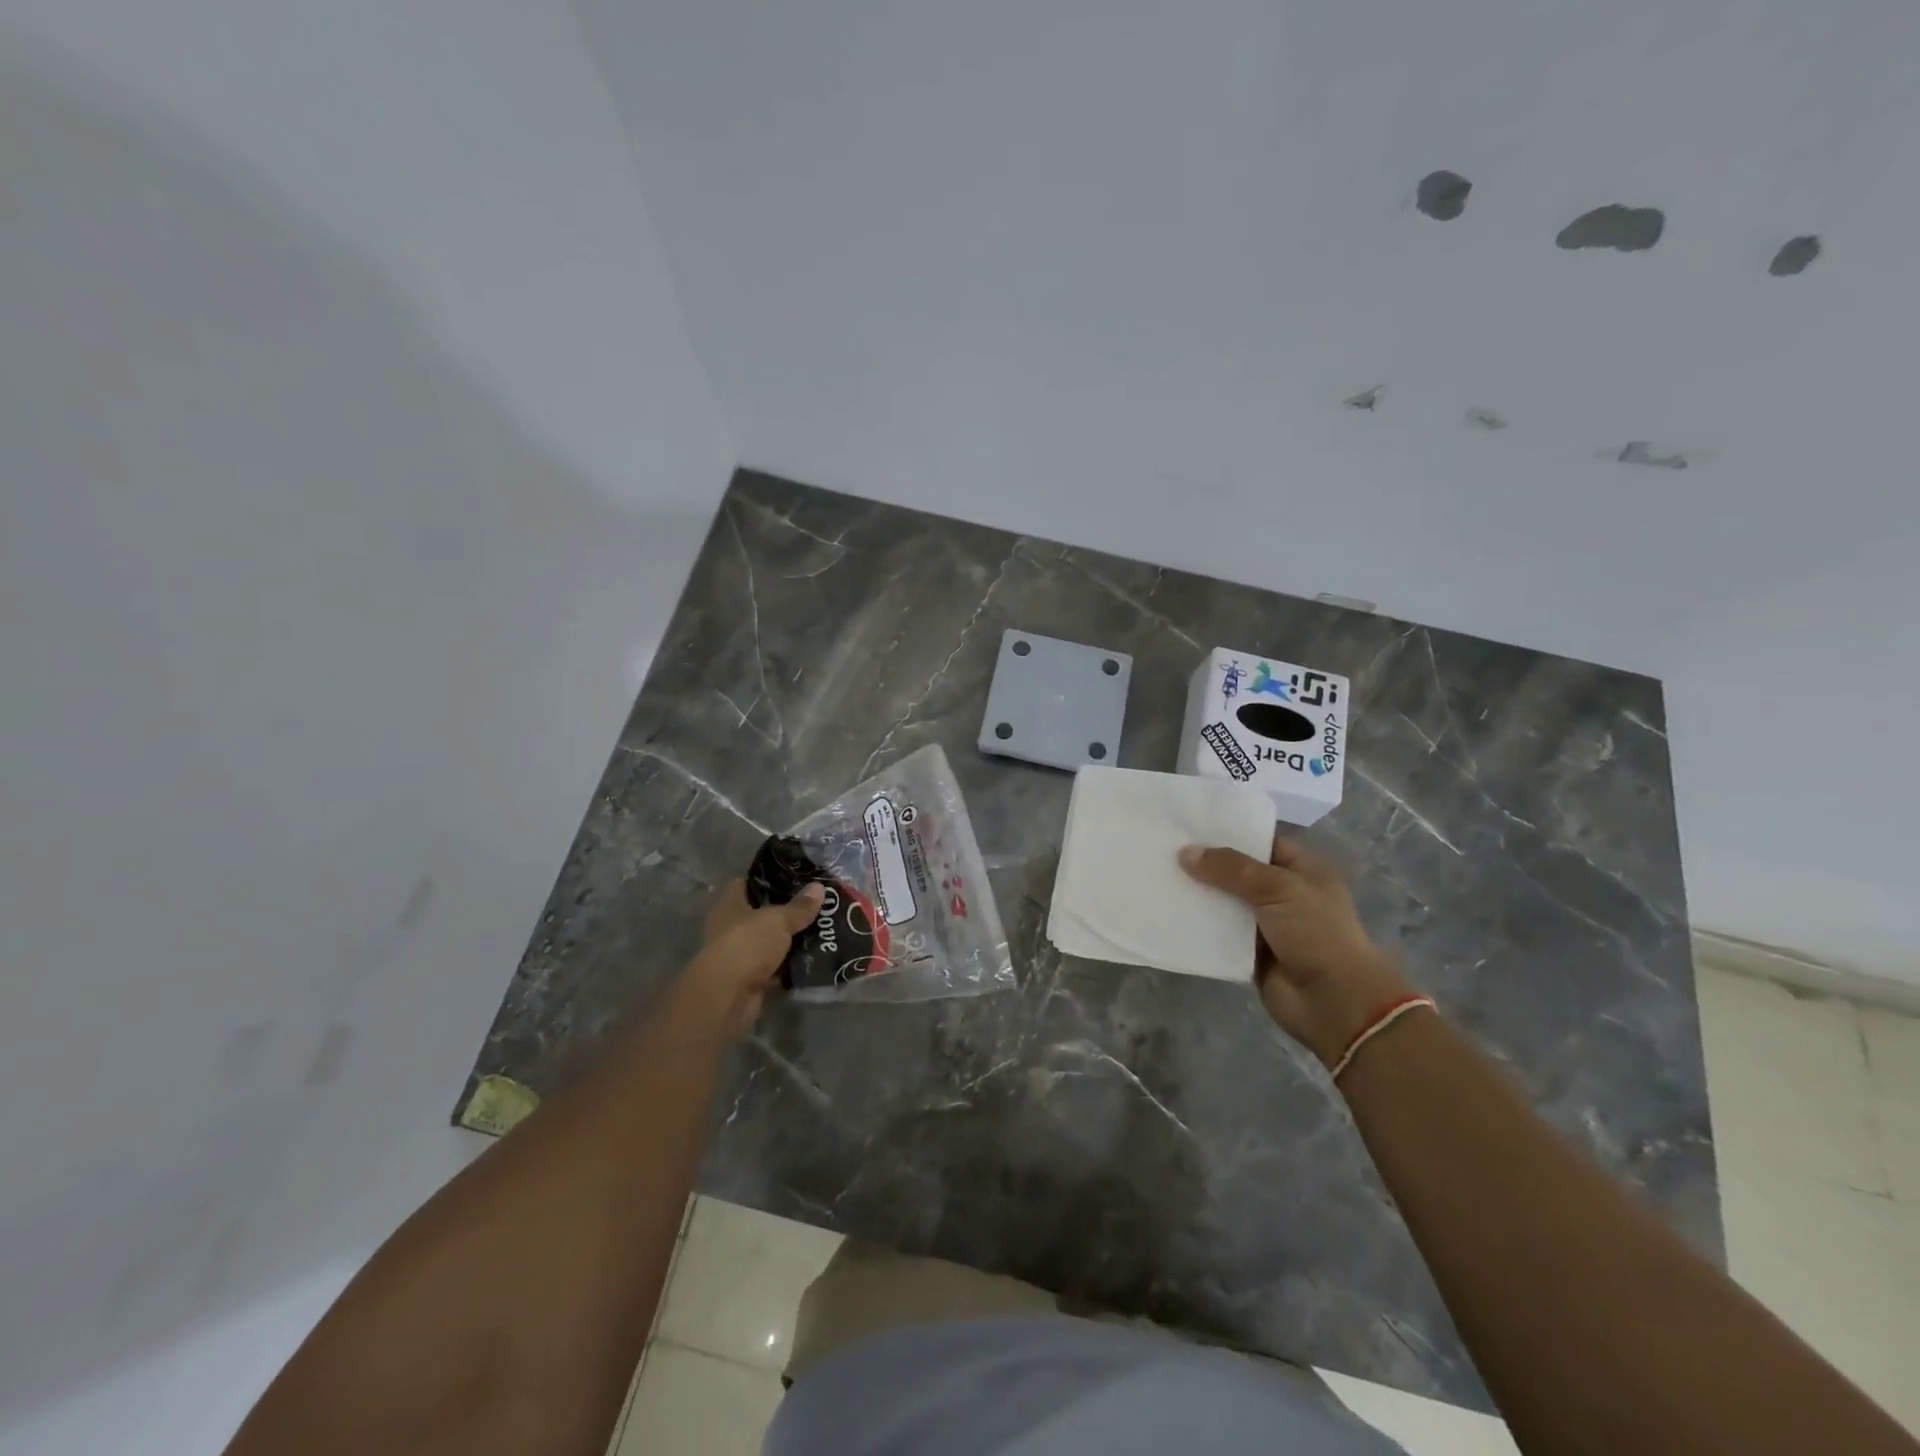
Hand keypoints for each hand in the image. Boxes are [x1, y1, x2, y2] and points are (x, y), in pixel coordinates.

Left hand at [672, 879, 824, 1039]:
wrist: (728, 997)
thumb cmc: (747, 944)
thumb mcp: (778, 920)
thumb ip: (799, 906)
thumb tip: (819, 886)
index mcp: (730, 905)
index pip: (746, 884)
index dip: (768, 879)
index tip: (795, 878)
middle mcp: (731, 928)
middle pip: (762, 914)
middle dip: (788, 911)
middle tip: (818, 904)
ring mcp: (741, 955)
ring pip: (771, 942)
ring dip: (792, 940)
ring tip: (824, 929)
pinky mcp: (751, 979)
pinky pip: (776, 968)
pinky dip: (791, 966)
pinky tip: (816, 958)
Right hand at [1178, 835, 1410, 1067]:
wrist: (1334, 1002)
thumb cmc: (1316, 934)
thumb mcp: (1277, 888)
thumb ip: (1231, 868)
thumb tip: (1185, 852)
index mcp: (1302, 870)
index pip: (1262, 842)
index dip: (1230, 833)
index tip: (1190, 824)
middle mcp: (1284, 894)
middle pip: (1238, 872)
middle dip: (1206, 863)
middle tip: (1164, 848)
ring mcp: (1266, 925)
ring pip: (1224, 902)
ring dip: (1198, 895)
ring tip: (1158, 876)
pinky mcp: (1249, 953)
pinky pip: (1218, 933)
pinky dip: (1197, 926)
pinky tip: (1167, 912)